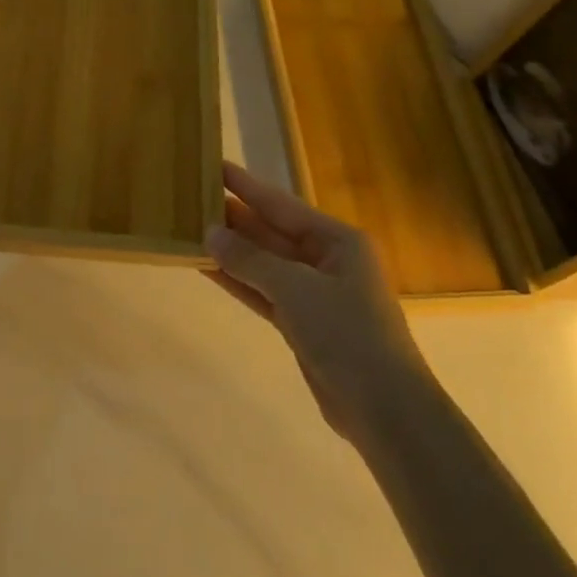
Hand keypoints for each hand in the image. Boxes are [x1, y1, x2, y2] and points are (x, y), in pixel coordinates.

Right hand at [205, 161, 428, 443]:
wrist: (384, 410)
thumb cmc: (347, 333)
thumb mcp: (296, 289)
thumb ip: (250, 260)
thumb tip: (210, 233)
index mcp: (339, 240)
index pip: (283, 205)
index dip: (247, 187)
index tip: (215, 166)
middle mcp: (328, 260)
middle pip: (273, 232)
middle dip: (235, 219)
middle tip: (193, 199)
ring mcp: (315, 294)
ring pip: (265, 264)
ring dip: (232, 251)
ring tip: (192, 230)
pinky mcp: (304, 324)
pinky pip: (265, 293)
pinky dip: (239, 282)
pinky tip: (208, 269)